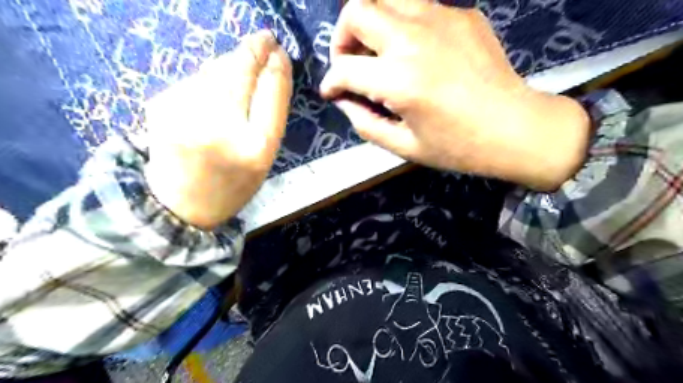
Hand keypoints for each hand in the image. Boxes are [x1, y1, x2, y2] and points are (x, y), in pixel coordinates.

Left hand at [143, 32, 293, 228]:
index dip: (277, 68)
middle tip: (265, 38)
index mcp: (256, 148)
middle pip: (241, 73)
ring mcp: (187, 115)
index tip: (280, 52)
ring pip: (214, 71)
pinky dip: (207, 77)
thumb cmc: (233, 185)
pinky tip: (211, 90)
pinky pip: (194, 80)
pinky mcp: (161, 106)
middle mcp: (223, 128)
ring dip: (230, 62)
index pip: (272, 94)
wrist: (181, 205)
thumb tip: (267, 73)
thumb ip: (268, 120)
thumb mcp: (264, 160)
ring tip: (240, 64)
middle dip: (254, 50)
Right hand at [322, 0, 593, 188]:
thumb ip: (364, 122)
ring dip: (372, 23)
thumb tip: (344, 99)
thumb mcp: (403, 146)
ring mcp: (441, 19)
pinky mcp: (463, 15)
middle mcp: (414, 39)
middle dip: (342, 37)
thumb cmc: (457, 146)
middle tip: (351, 61)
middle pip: (356, 10)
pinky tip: (416, 52)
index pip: (344, 68)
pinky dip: (404, 25)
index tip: (333, 91)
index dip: (331, 81)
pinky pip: (419, 8)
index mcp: (399, 79)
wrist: (515, 128)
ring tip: (378, 51)